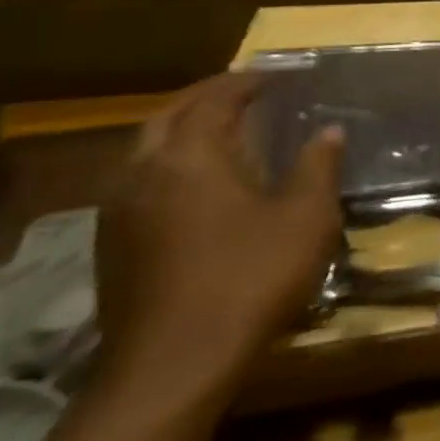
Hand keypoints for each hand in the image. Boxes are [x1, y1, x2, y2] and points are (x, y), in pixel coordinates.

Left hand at [96, 74, 342, 400]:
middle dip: (207, 96)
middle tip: (246, 91)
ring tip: (224, 129)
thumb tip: (328, 132)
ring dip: (183, 128)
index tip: (280, 75)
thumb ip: (318, 167)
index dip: (248, 81)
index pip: (215, 99)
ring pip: (146, 148)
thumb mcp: (307, 217)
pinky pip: (139, 180)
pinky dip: (170, 161)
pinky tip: (197, 182)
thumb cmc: (251, 277)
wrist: (173, 365)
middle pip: (168, 115)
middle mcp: (143, 172)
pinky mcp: (111, 244)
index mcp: (190, 157)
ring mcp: (118, 211)